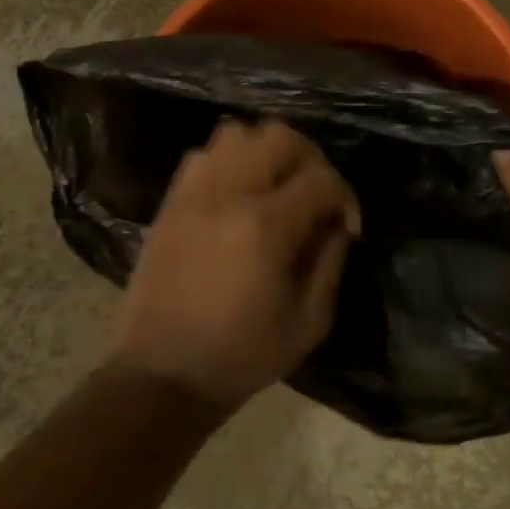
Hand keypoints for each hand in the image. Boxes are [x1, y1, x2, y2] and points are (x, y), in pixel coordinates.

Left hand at [115, 118, 360, 409]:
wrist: (162, 375)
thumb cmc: (242, 356)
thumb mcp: (309, 322)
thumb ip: (331, 261)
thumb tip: (337, 224)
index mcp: (266, 226)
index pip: (321, 178)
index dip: (346, 197)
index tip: (347, 227)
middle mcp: (228, 194)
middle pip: (280, 136)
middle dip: (311, 160)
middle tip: (316, 196)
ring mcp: (194, 194)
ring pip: (238, 134)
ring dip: (267, 153)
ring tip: (276, 188)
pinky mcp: (171, 202)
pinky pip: (204, 155)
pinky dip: (230, 161)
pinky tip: (239, 196)